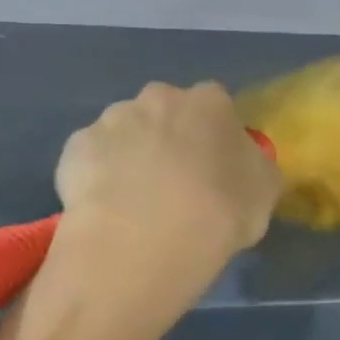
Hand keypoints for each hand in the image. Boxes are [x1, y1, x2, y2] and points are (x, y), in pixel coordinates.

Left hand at [55, 81, 281, 277]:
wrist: (144, 241)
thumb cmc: (219, 212)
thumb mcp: (264, 193)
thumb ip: (256, 167)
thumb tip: (246, 163)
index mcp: (208, 102)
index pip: (216, 106)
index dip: (215, 136)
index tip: (215, 168)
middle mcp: (157, 98)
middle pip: (165, 112)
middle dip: (169, 137)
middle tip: (175, 183)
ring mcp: (111, 120)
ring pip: (125, 133)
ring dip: (132, 155)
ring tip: (136, 203)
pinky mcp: (75, 149)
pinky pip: (92, 158)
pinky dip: (98, 176)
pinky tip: (107, 209)